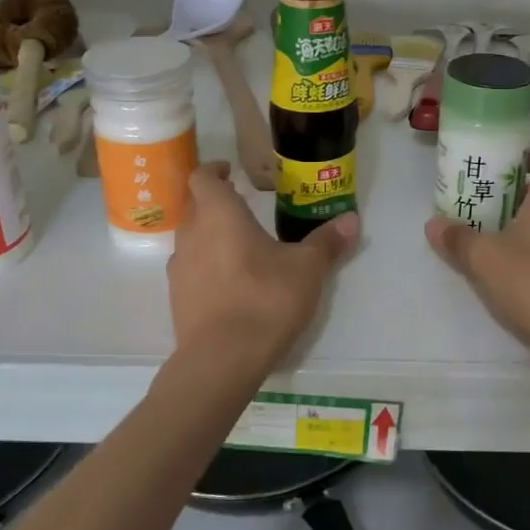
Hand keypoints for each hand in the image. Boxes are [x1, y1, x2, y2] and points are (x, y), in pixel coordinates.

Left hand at [169, 162, 359, 372]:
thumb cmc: (265, 299)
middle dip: (215, 202)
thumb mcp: (307, 269)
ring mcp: (179, 268)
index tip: (230, 172)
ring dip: (209, 235)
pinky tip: (230, 282)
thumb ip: (327, 242)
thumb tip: (352, 219)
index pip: (202, 177)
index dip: (214, 170)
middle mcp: (191, 234)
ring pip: (191, 238)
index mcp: (219, 214)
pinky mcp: (177, 298)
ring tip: (239, 246)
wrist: (222, 359)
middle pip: (194, 206)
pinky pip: (190, 269)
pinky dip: (206, 266)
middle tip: (242, 206)